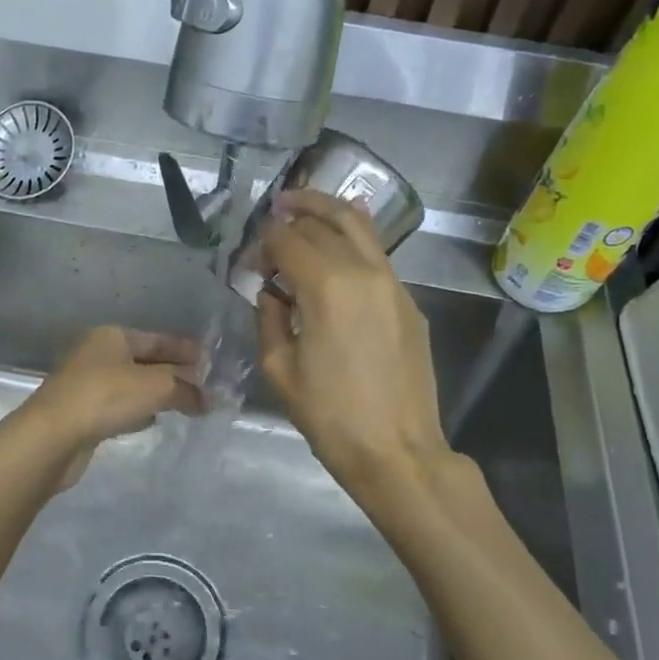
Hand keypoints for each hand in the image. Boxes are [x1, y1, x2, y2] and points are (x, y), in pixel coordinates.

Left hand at [19, 326, 205, 486]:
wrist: (52, 436)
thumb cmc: (105, 397)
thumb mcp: (156, 387)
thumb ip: (186, 389)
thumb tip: (207, 400)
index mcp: (112, 336)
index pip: (158, 339)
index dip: (186, 350)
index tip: (210, 364)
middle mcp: (97, 354)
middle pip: (145, 361)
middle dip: (174, 374)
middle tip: (204, 388)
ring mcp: (87, 384)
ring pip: (132, 385)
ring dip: (157, 393)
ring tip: (185, 405)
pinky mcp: (82, 413)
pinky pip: (119, 407)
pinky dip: (138, 411)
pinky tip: (152, 421)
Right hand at [256, 191, 452, 497]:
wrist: (396, 450)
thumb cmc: (330, 415)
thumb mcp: (280, 369)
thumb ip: (268, 318)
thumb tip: (271, 293)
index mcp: (328, 286)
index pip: (289, 241)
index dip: (263, 243)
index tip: (249, 260)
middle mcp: (364, 271)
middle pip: (327, 221)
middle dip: (296, 214)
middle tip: (275, 211)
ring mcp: (394, 284)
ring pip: (362, 227)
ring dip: (330, 212)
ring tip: (305, 209)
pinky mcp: (409, 303)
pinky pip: (377, 256)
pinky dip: (353, 241)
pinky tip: (336, 252)